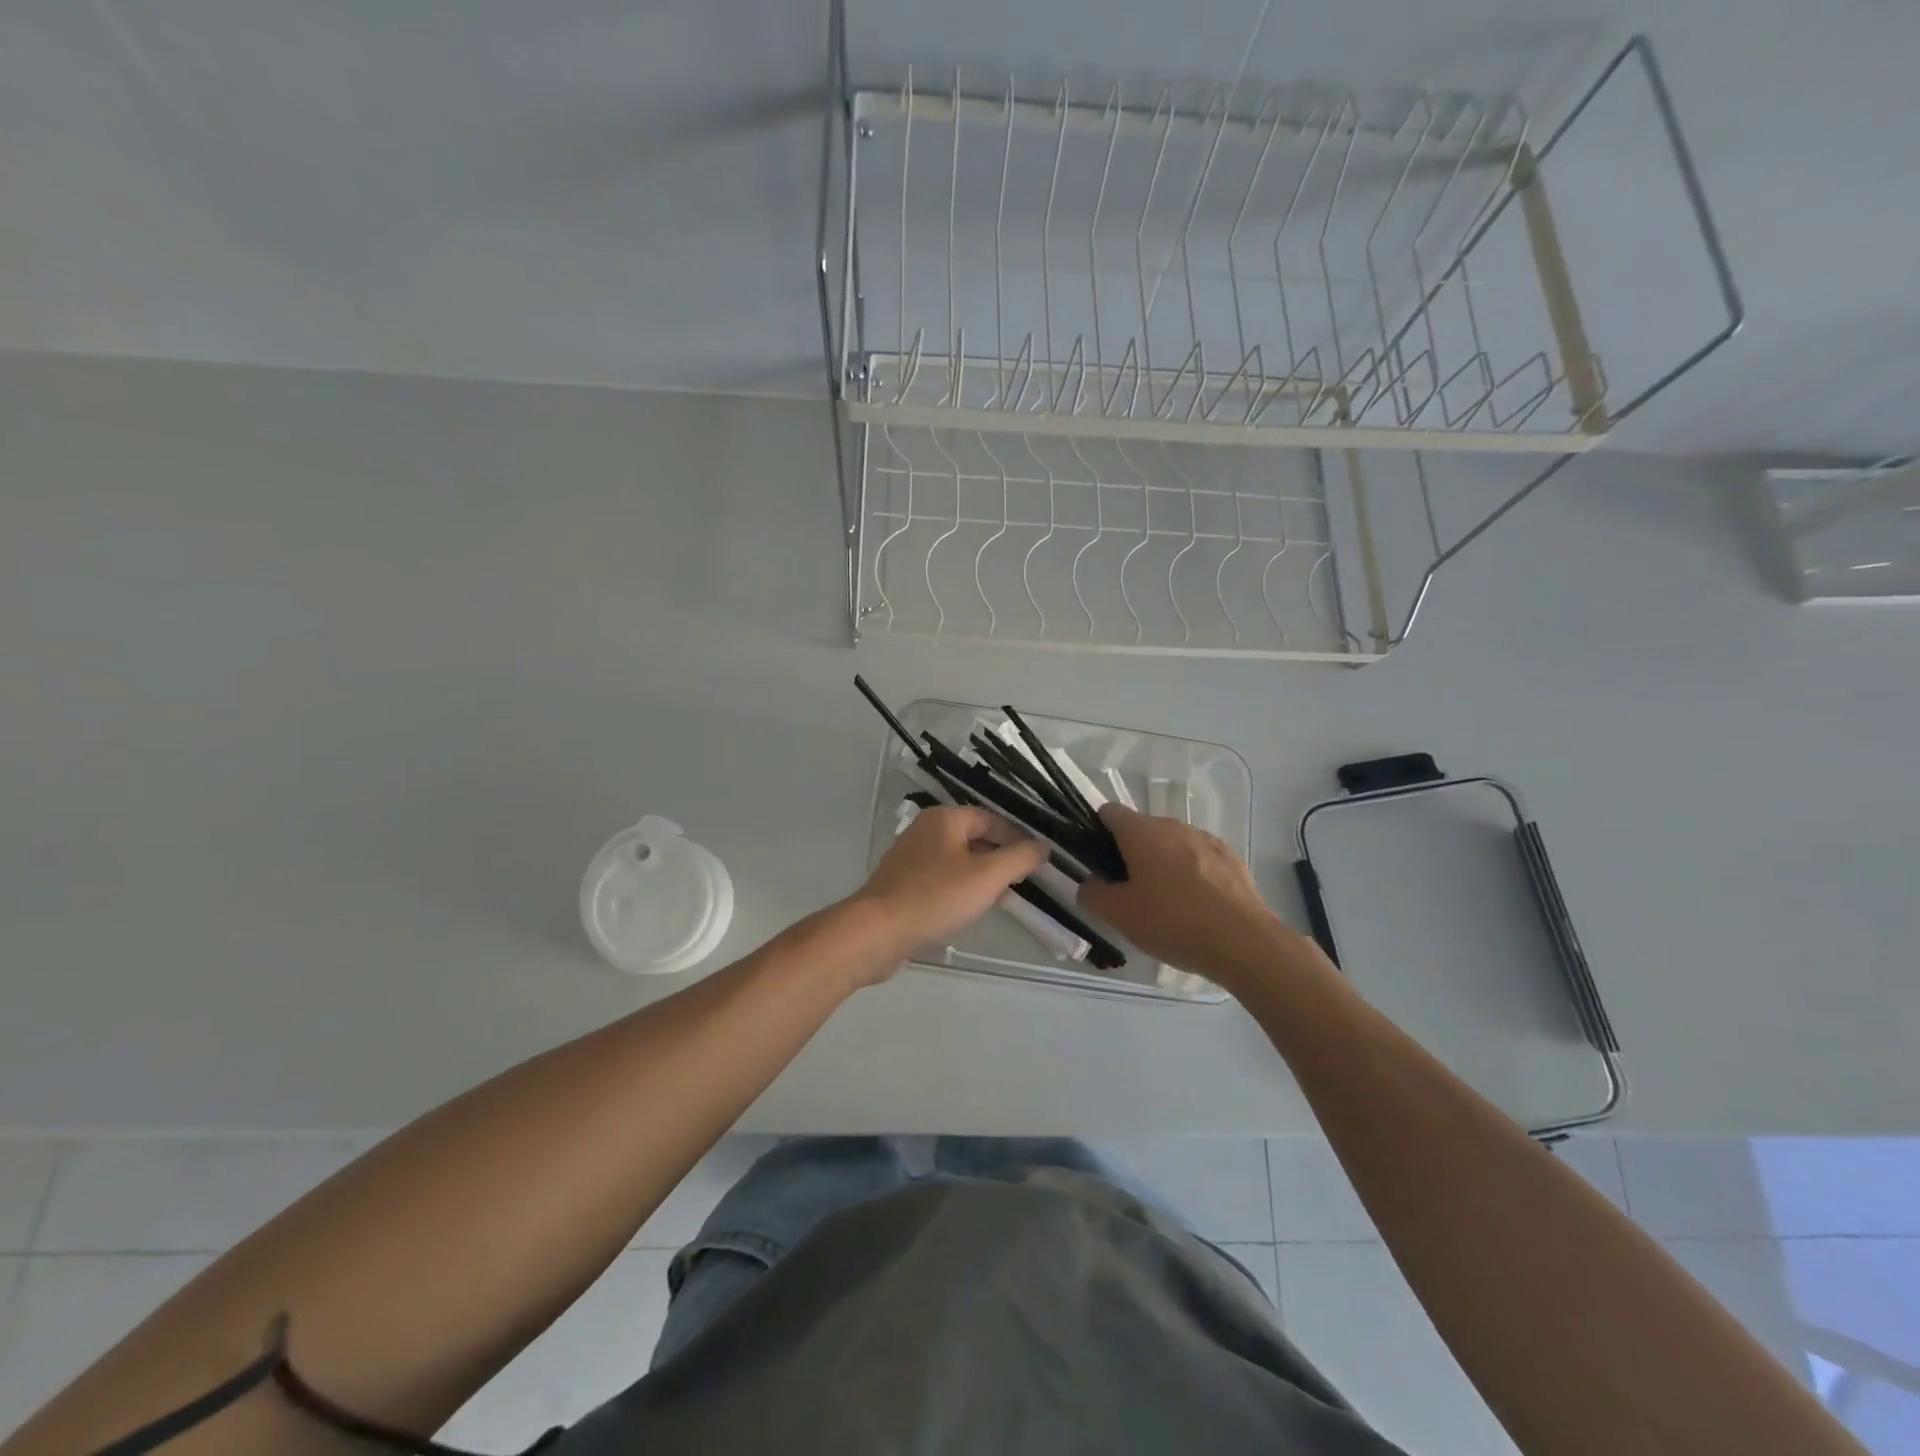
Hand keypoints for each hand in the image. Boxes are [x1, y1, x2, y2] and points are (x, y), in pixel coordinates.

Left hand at [847, 805, 1049, 970]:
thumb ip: (1019, 858)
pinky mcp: (902, 884)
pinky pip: (941, 879)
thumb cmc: (935, 897)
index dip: (1018, 837)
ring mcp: (910, 857)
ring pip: (958, 860)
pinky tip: (970, 910)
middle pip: (974, 838)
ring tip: (1004, 898)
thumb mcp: (987, 876)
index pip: (992, 819)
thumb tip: (1043, 846)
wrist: (877, 932)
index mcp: (945, 818)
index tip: (1039, 860)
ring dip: (982, 875)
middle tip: (1025, 880)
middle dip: (1001, 857)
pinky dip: (960, 889)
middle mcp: (925, 830)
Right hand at [1077, 804, 1299, 985]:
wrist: (1245, 942)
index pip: (1109, 812)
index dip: (1097, 831)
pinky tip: (1195, 906)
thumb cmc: (1173, 922)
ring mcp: (1205, 839)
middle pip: (1141, 829)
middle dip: (1130, 853)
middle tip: (1128, 892)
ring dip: (1162, 863)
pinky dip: (1191, 874)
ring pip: (1171, 844)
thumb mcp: (1119, 915)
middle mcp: (1173, 826)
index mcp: (1141, 832)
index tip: (1097, 861)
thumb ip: (1093, 893)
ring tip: (1164, 903)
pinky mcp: (1231, 858)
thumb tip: (1091, 883)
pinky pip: (1199, 858)